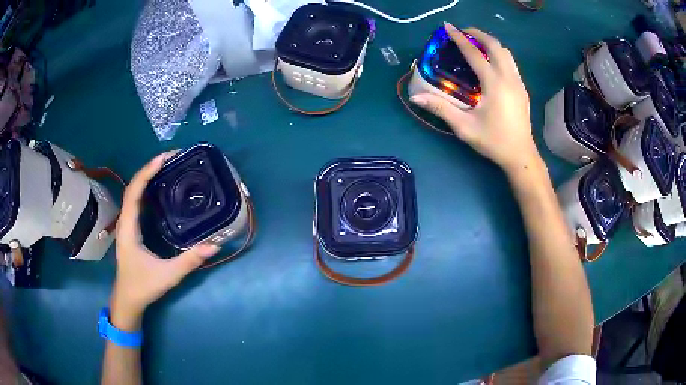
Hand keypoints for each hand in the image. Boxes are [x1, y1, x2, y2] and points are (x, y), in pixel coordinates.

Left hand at [110, 153, 218, 330]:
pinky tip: (159, 189)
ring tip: (167, 167)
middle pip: (133, 187)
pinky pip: (137, 203)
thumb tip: (214, 245)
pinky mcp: (131, 230)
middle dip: (149, 169)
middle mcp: (125, 222)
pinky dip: (146, 190)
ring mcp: (127, 225)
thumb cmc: (143, 286)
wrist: (128, 300)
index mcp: (129, 228)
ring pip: (134, 194)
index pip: (134, 192)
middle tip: (171, 159)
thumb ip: (189, 260)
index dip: (147, 173)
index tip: (164, 159)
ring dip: (147, 177)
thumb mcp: (168, 275)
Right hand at [410, 23, 540, 174]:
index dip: (459, 38)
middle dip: (479, 34)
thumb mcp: (465, 127)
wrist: (521, 156)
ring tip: (476, 44)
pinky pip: (511, 63)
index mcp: (495, 84)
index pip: (475, 53)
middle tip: (463, 33)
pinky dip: (498, 54)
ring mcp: (518, 83)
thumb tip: (416, 97)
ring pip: (506, 53)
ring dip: (490, 43)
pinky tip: (489, 63)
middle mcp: (509, 78)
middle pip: (495, 45)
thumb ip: (441, 109)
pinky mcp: (522, 89)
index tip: (448, 26)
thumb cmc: (494, 141)